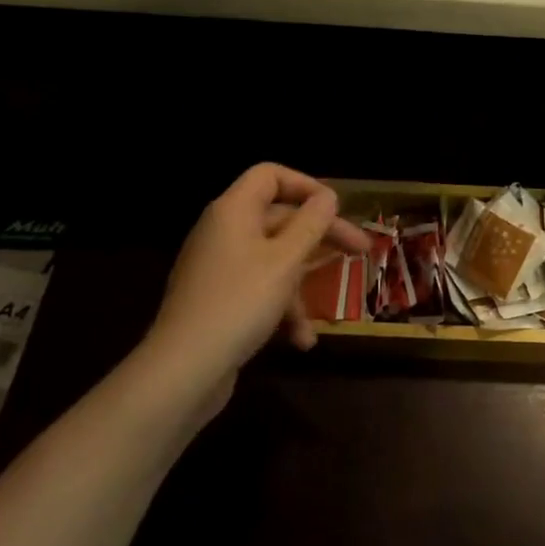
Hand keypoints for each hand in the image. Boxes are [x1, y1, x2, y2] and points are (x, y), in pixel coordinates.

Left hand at [135, 164, 369, 417]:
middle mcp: (225, 233)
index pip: (270, 175)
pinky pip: (260, 290)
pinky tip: (300, 340)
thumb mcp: (286, 261)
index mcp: (234, 212)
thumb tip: (328, 196)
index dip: (306, 185)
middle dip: (322, 237)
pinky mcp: (220, 300)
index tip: (336, 209)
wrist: (182, 370)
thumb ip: (311, 224)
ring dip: (303, 285)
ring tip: (326, 316)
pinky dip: (282, 310)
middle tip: (362, 252)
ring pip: (275, 259)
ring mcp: (221, 268)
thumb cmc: (240, 303)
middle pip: (281, 218)